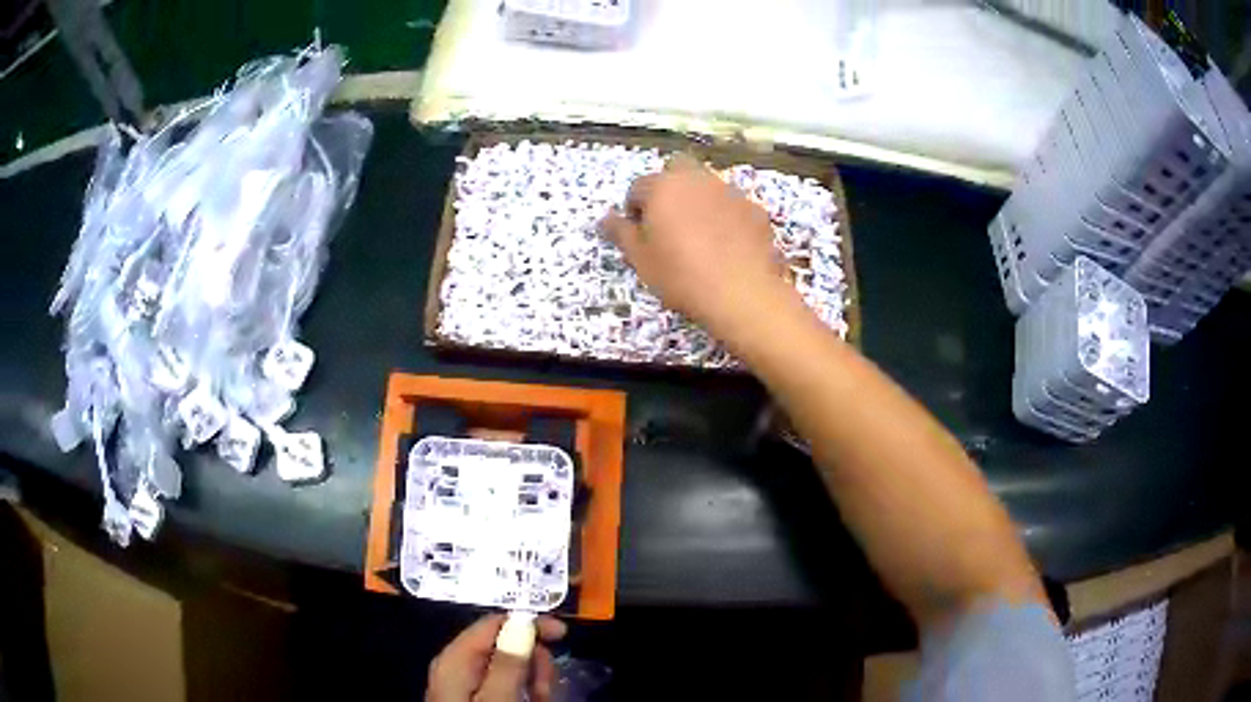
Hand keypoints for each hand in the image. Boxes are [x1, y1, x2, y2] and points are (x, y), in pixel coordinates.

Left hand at [426, 614, 567, 701]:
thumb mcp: (497, 700)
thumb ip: (507, 662)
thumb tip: (522, 622)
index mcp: (455, 659)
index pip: (492, 623)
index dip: (529, 623)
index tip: (563, 635)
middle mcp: (457, 665)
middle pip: (503, 643)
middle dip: (533, 661)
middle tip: (547, 687)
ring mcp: (465, 683)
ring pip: (508, 665)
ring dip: (532, 680)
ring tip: (542, 700)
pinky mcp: (475, 697)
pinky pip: (505, 683)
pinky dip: (524, 691)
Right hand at [602, 154, 795, 342]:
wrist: (742, 293)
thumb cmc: (681, 276)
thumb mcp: (641, 259)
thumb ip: (621, 233)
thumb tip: (605, 218)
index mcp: (663, 187)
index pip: (638, 187)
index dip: (635, 210)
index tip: (640, 234)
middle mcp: (696, 179)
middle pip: (676, 169)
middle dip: (668, 188)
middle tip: (668, 221)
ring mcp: (730, 192)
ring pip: (707, 185)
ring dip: (699, 200)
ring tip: (700, 235)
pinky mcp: (755, 209)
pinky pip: (733, 206)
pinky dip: (726, 217)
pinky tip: (728, 245)